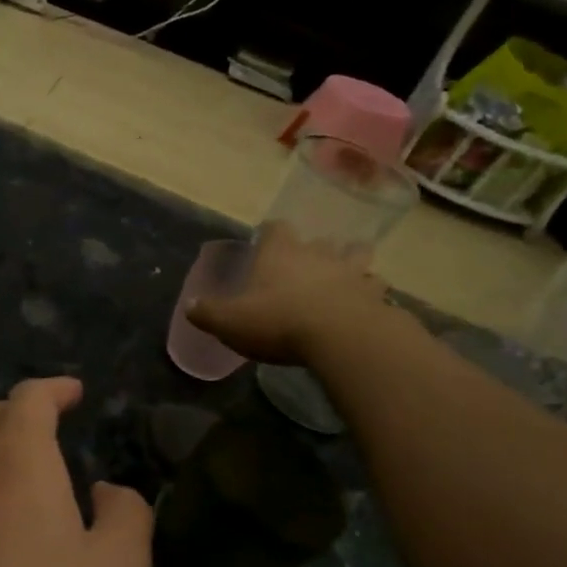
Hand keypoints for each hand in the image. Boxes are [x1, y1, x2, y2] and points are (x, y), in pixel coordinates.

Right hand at [186, 222, 390, 363]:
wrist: (341, 337)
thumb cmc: (279, 322)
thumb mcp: (230, 322)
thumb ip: (207, 313)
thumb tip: (189, 306)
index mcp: (281, 253)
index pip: (276, 229)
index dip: (271, 234)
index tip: (267, 243)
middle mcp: (318, 254)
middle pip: (321, 240)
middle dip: (315, 249)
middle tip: (307, 266)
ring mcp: (352, 272)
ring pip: (357, 257)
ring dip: (352, 265)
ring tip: (345, 279)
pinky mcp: (376, 296)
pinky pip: (376, 288)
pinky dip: (371, 294)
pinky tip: (365, 306)